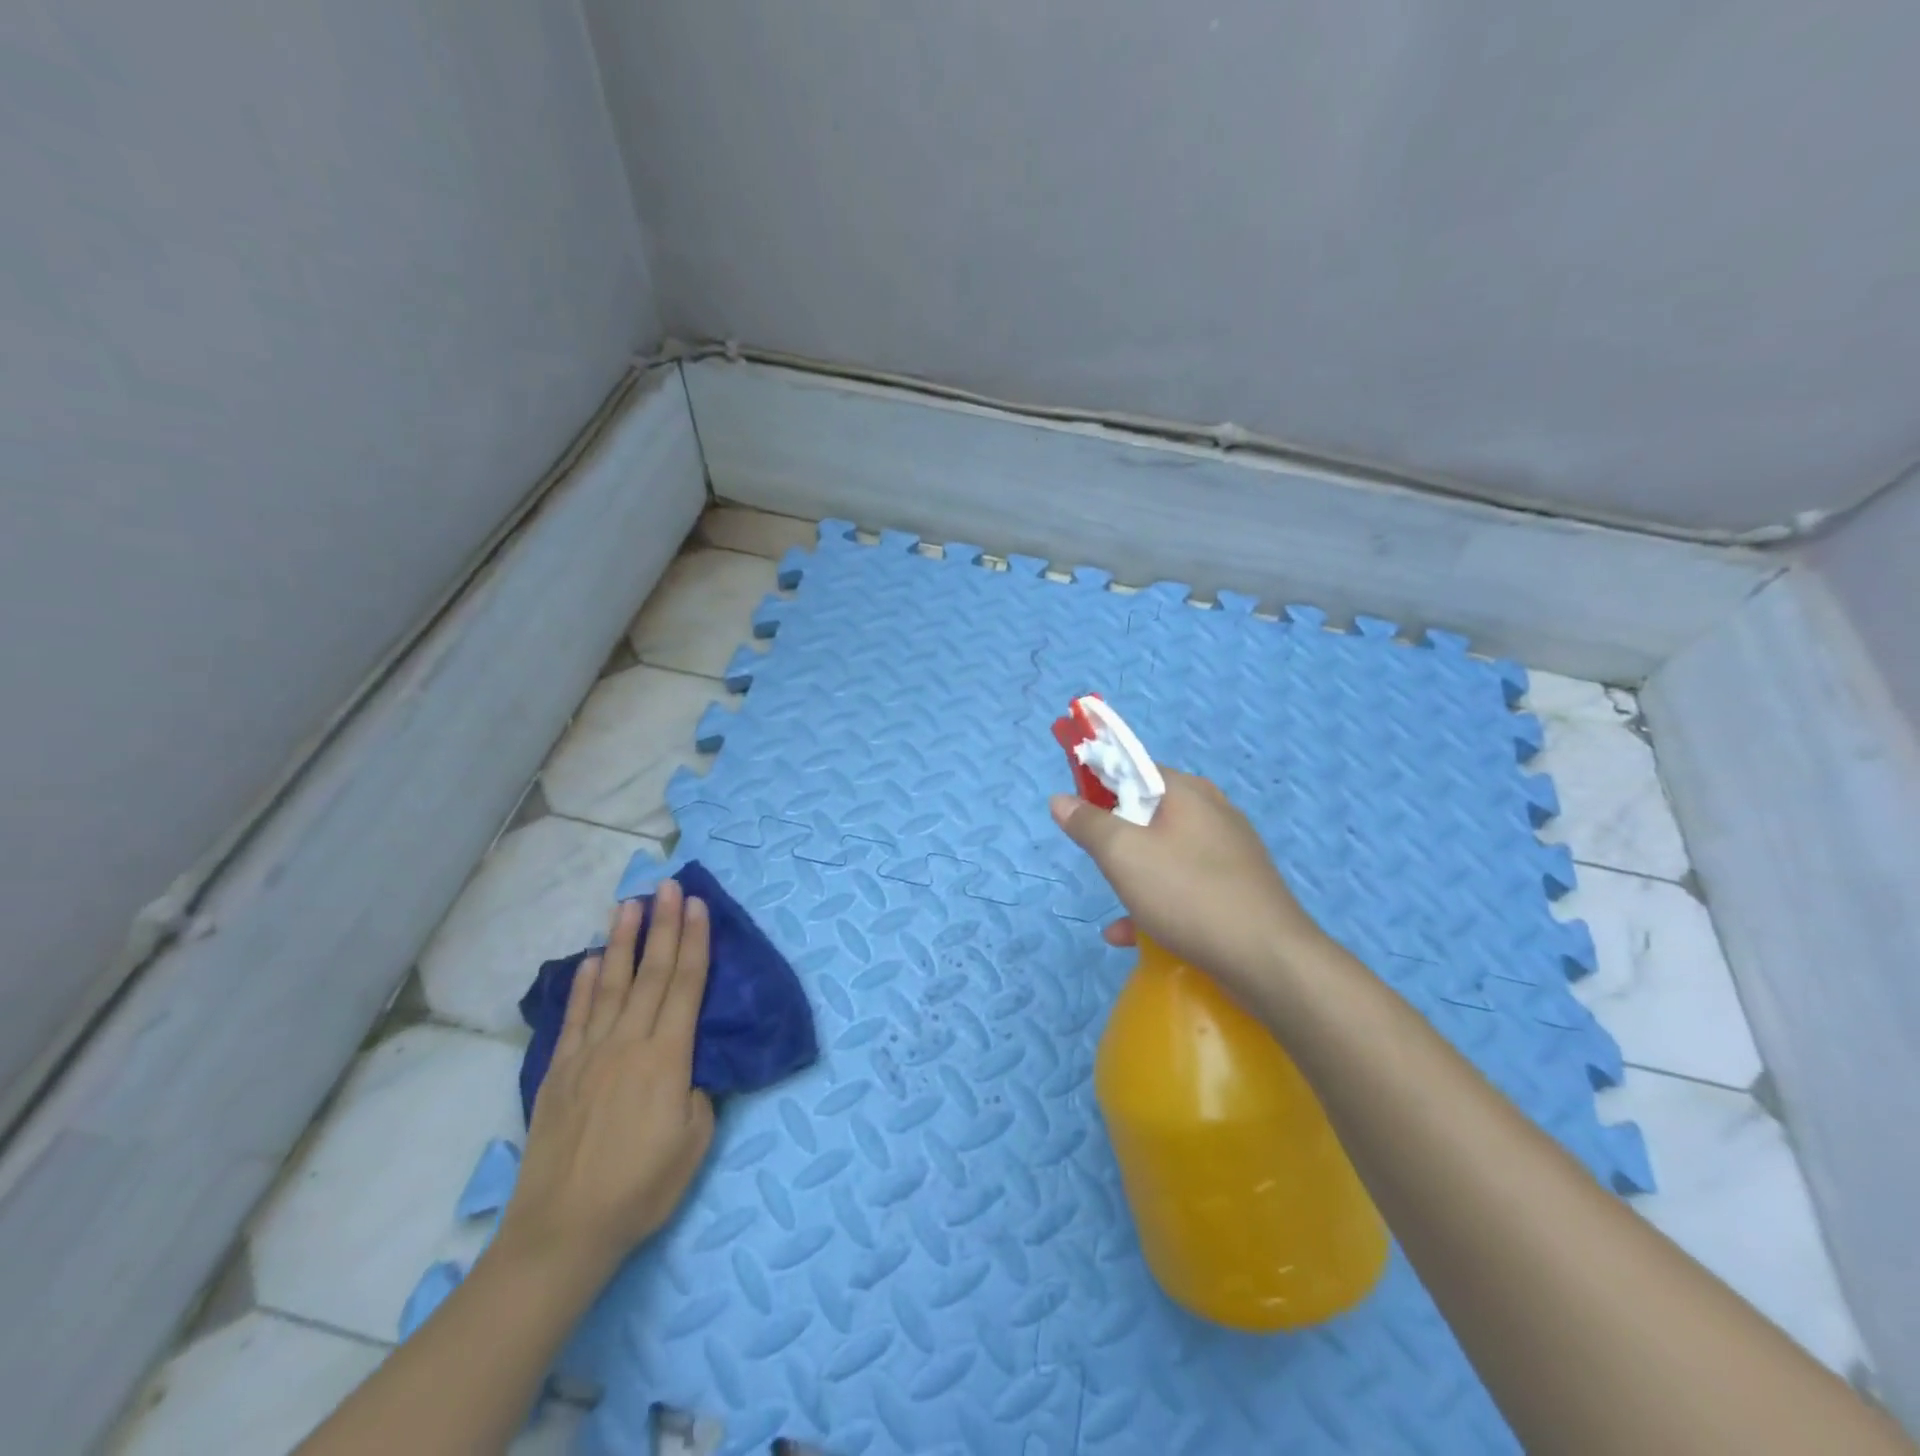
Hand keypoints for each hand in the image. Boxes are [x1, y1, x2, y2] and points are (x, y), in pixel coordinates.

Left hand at [497, 880, 714, 1281]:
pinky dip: (583, 985)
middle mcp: (628, 1043)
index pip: (685, 986)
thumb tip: (690, 1065)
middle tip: (668, 885)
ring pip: (610, 985)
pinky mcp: (559, 1072)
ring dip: (621, 941)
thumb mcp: (694, 1142)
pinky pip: (575, 1017)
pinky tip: (590, 961)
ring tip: (629, 904)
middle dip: (663, 925)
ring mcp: (589, 1055)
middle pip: (650, 973)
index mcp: (667, 1058)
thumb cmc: (641, 1189)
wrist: (562, 1232)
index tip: (698, 905)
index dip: (694, 942)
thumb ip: (699, 1092)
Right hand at [1050, 768, 1325, 1004]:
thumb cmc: (1187, 894)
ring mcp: (1228, 851)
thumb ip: (1088, 823)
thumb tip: (1060, 798)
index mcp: (1187, 791)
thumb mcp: (1122, 855)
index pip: (1134, 766)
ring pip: (1165, 852)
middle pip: (1148, 811)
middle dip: (1115, 835)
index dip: (1099, 779)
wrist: (1268, 960)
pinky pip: (1185, 885)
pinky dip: (1157, 902)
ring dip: (1133, 875)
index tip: (1076, 807)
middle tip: (1098, 860)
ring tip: (1114, 907)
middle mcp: (1212, 811)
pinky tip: (1133, 936)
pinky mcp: (1237, 888)